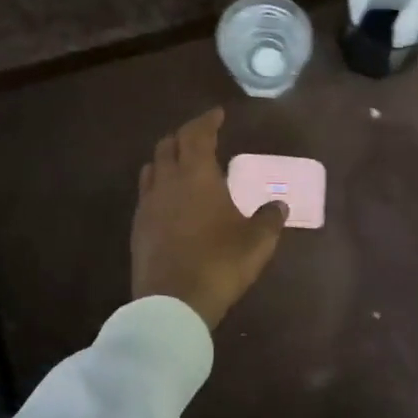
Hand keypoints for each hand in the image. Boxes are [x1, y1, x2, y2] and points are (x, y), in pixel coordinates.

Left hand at [132, 107, 287, 328]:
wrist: (172, 303)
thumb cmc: (219, 264)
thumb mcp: (257, 242)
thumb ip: (270, 218)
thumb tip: (279, 205)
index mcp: (197, 176)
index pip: (197, 135)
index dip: (207, 121)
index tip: (217, 114)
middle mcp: (167, 182)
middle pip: (169, 145)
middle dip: (185, 136)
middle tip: (201, 137)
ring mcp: (147, 205)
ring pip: (152, 167)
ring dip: (167, 158)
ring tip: (183, 164)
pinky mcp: (137, 228)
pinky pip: (146, 194)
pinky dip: (159, 185)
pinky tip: (171, 201)